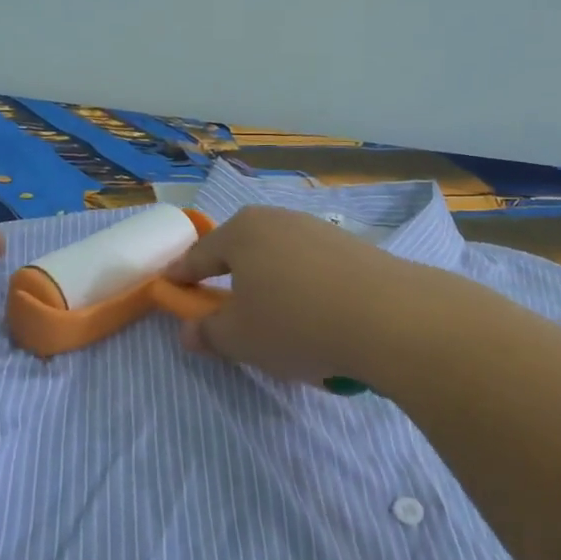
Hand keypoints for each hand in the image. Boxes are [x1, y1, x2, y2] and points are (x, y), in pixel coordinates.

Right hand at [162, 206, 428, 383]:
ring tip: (276, 316)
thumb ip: (207, 333)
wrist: (390, 317)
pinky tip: (317, 315)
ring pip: (279, 256)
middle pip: (242, 248)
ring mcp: (319, 229)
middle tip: (223, 304)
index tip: (170, 286)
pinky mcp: (354, 246)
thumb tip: (188, 331)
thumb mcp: (240, 339)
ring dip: (270, 281)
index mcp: (242, 232)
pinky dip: (304, 287)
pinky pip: (313, 267)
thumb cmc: (296, 324)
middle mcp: (279, 220)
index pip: (200, 254)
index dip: (182, 275)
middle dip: (228, 274)